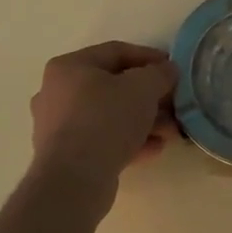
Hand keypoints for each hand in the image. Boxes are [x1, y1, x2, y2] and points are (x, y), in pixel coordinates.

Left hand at [29, 41, 178, 198]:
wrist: (74, 180)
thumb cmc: (106, 120)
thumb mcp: (143, 88)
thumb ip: (159, 74)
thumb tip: (167, 70)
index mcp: (69, 67)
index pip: (115, 52)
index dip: (149, 57)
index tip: (173, 69)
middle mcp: (57, 92)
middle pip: (112, 86)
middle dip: (148, 96)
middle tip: (174, 104)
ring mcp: (58, 126)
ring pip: (109, 115)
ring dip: (142, 121)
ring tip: (170, 131)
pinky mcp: (65, 156)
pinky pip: (102, 139)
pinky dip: (128, 140)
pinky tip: (154, 149)